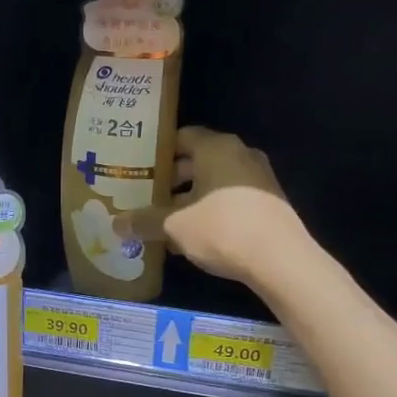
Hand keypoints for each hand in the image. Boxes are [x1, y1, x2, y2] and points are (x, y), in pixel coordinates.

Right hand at [120, 126, 304, 285]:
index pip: (182, 136)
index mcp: (216, 148)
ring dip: (189, 198)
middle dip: (171, 179)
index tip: (138, 167)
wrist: (280, 259)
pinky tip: (191, 236)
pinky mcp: (268, 203)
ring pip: (214, 182)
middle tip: (145, 196)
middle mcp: (240, 154)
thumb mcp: (174, 226)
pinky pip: (230, 199)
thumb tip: (116, 224)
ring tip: (164, 220)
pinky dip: (210, 210)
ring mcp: (258, 178)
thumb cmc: (222, 229)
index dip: (158, 151)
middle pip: (197, 160)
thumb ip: (144, 222)